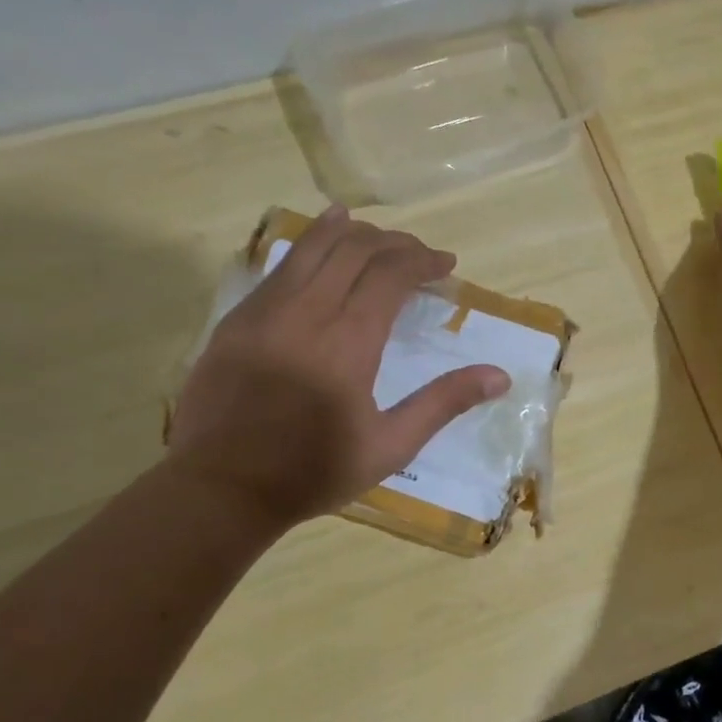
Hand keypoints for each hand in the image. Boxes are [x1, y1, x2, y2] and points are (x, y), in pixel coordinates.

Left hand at [168, 205, 509, 526]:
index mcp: (349, 342)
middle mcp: (307, 312)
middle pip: (355, 250)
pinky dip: (309, 246)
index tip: (446, 265)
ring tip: (377, 233)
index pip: (391, 274)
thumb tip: (499, 376)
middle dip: (394, 243)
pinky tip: (322, 241)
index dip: (423, 261)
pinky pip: (281, 266)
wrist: (222, 488)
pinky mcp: (238, 318)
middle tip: (419, 254)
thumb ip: (443, 403)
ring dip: (351, 233)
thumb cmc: (314, 472)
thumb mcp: (390, 446)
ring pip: (313, 248)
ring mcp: (266, 310)